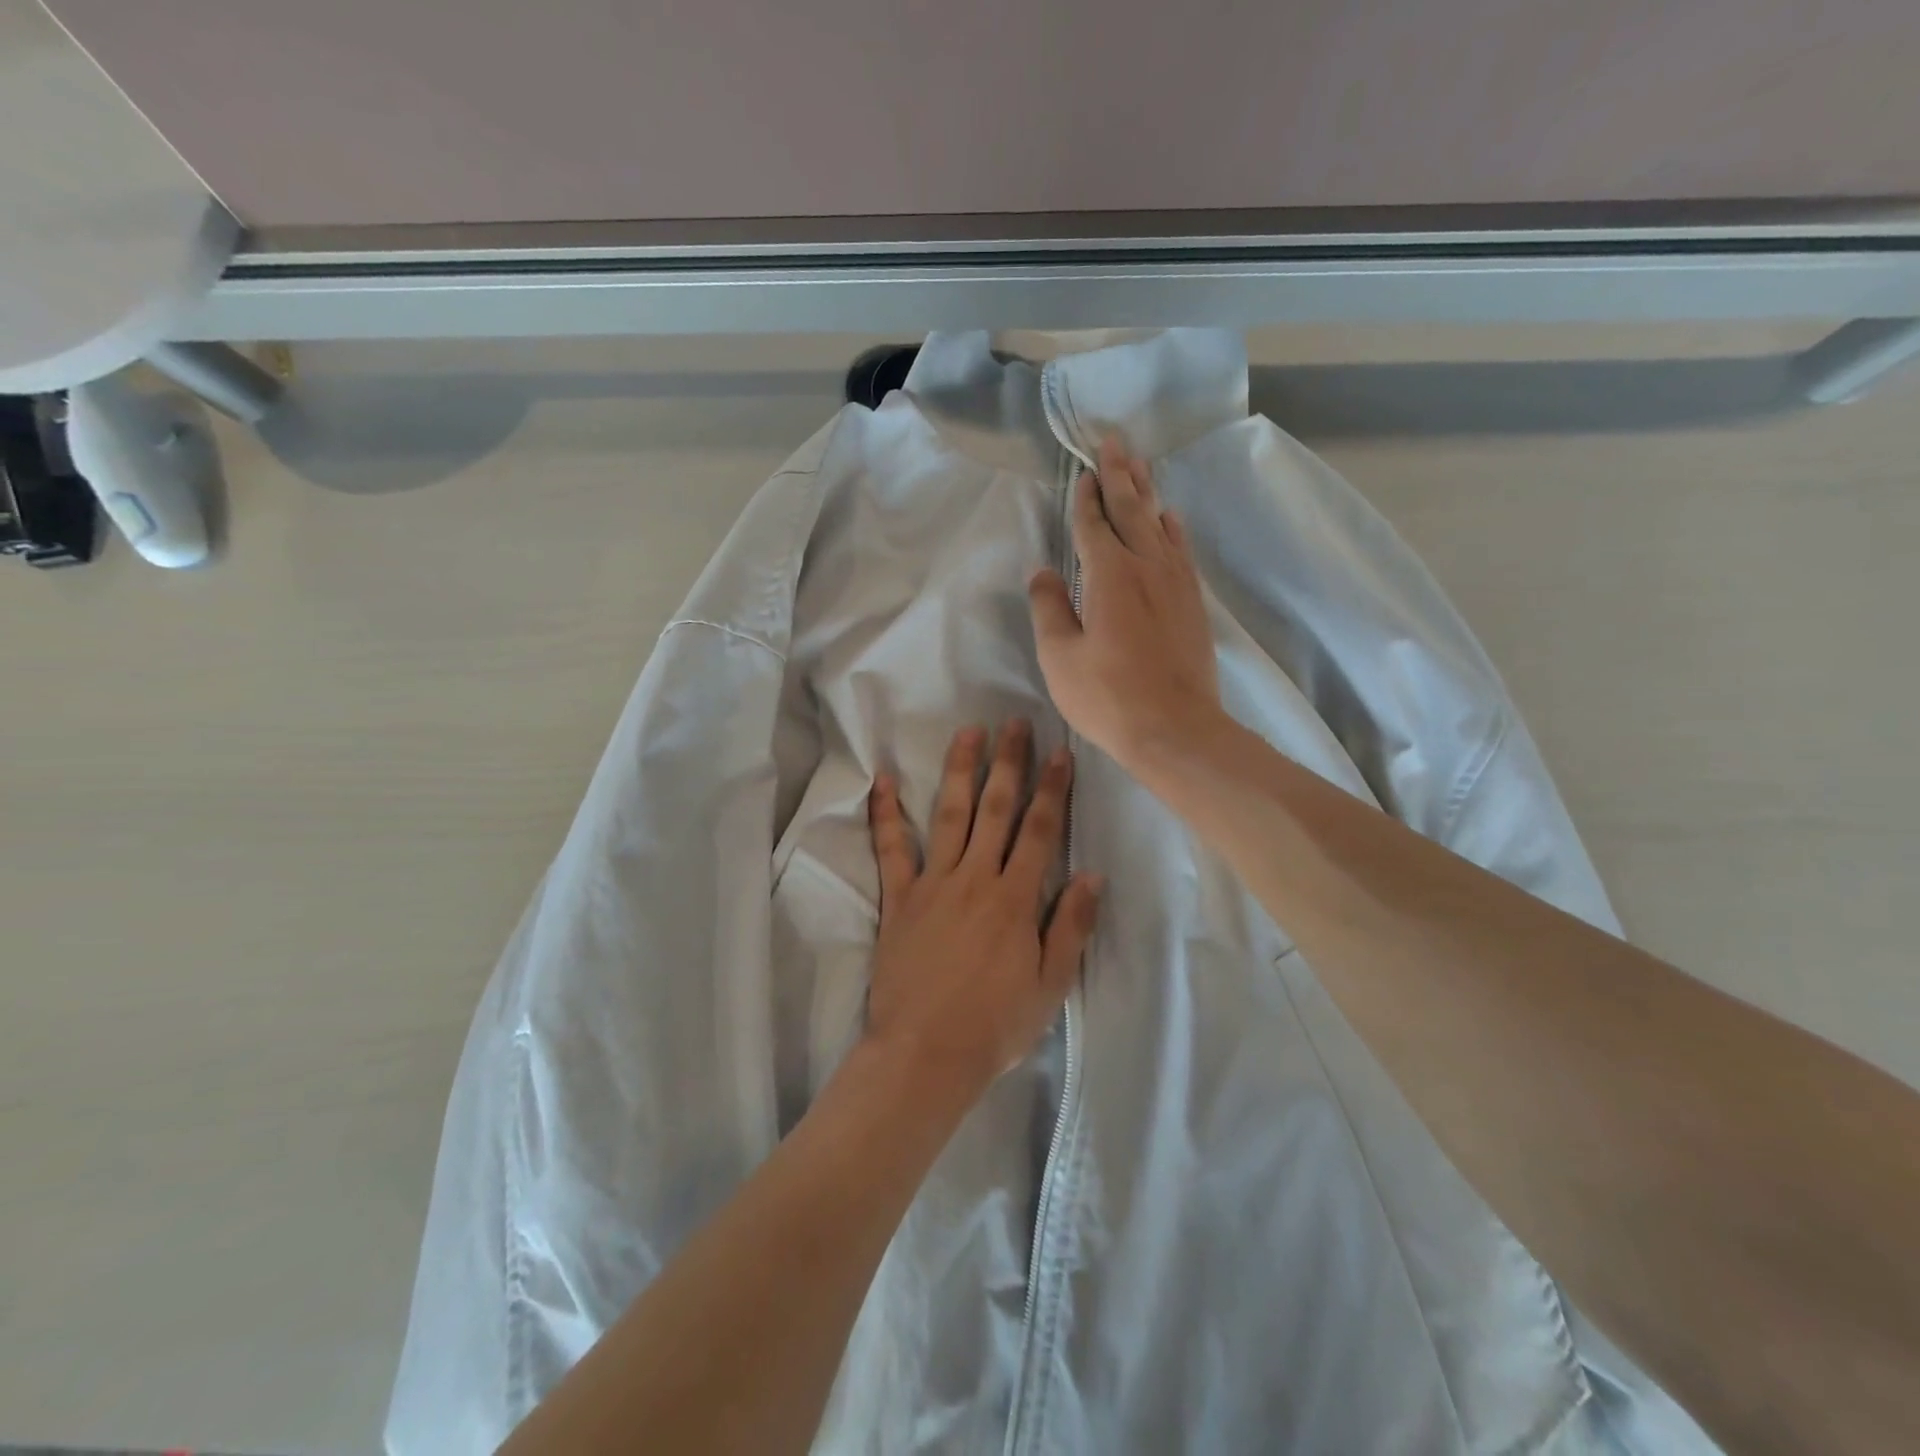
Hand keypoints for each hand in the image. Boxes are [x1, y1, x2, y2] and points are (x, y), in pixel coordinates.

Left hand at [865, 721, 1102, 1100]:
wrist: (925, 1055)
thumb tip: (1093, 874)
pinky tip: (881, 779)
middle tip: (1015, 722)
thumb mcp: (1050, 985)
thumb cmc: (995, 1025)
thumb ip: (1072, 926)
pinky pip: (890, 848)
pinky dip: (885, 812)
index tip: (1059, 751)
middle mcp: (975, 879)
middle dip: (1008, 762)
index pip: (1039, 831)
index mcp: (1015, 899)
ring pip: (949, 815)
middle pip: (996, 809)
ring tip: (968, 732)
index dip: (1051, 788)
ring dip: (960, 770)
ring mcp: (932, 884)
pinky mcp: (898, 898)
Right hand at [1029, 439, 1221, 771]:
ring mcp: (1176, 582)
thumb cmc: (1108, 696)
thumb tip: (1042, 571)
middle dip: (1120, 474)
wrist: (1176, 729)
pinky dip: (1172, 527)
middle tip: (1114, 440)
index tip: (1084, 472)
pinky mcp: (1193, 602)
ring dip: (1147, 491)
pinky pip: (1181, 549)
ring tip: (1140, 465)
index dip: (1087, 497)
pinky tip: (1170, 518)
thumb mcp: (1059, 657)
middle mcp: (1146, 566)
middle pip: (1132, 509)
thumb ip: (1049, 608)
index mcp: (1109, 575)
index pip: (1094, 524)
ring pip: (1160, 523)